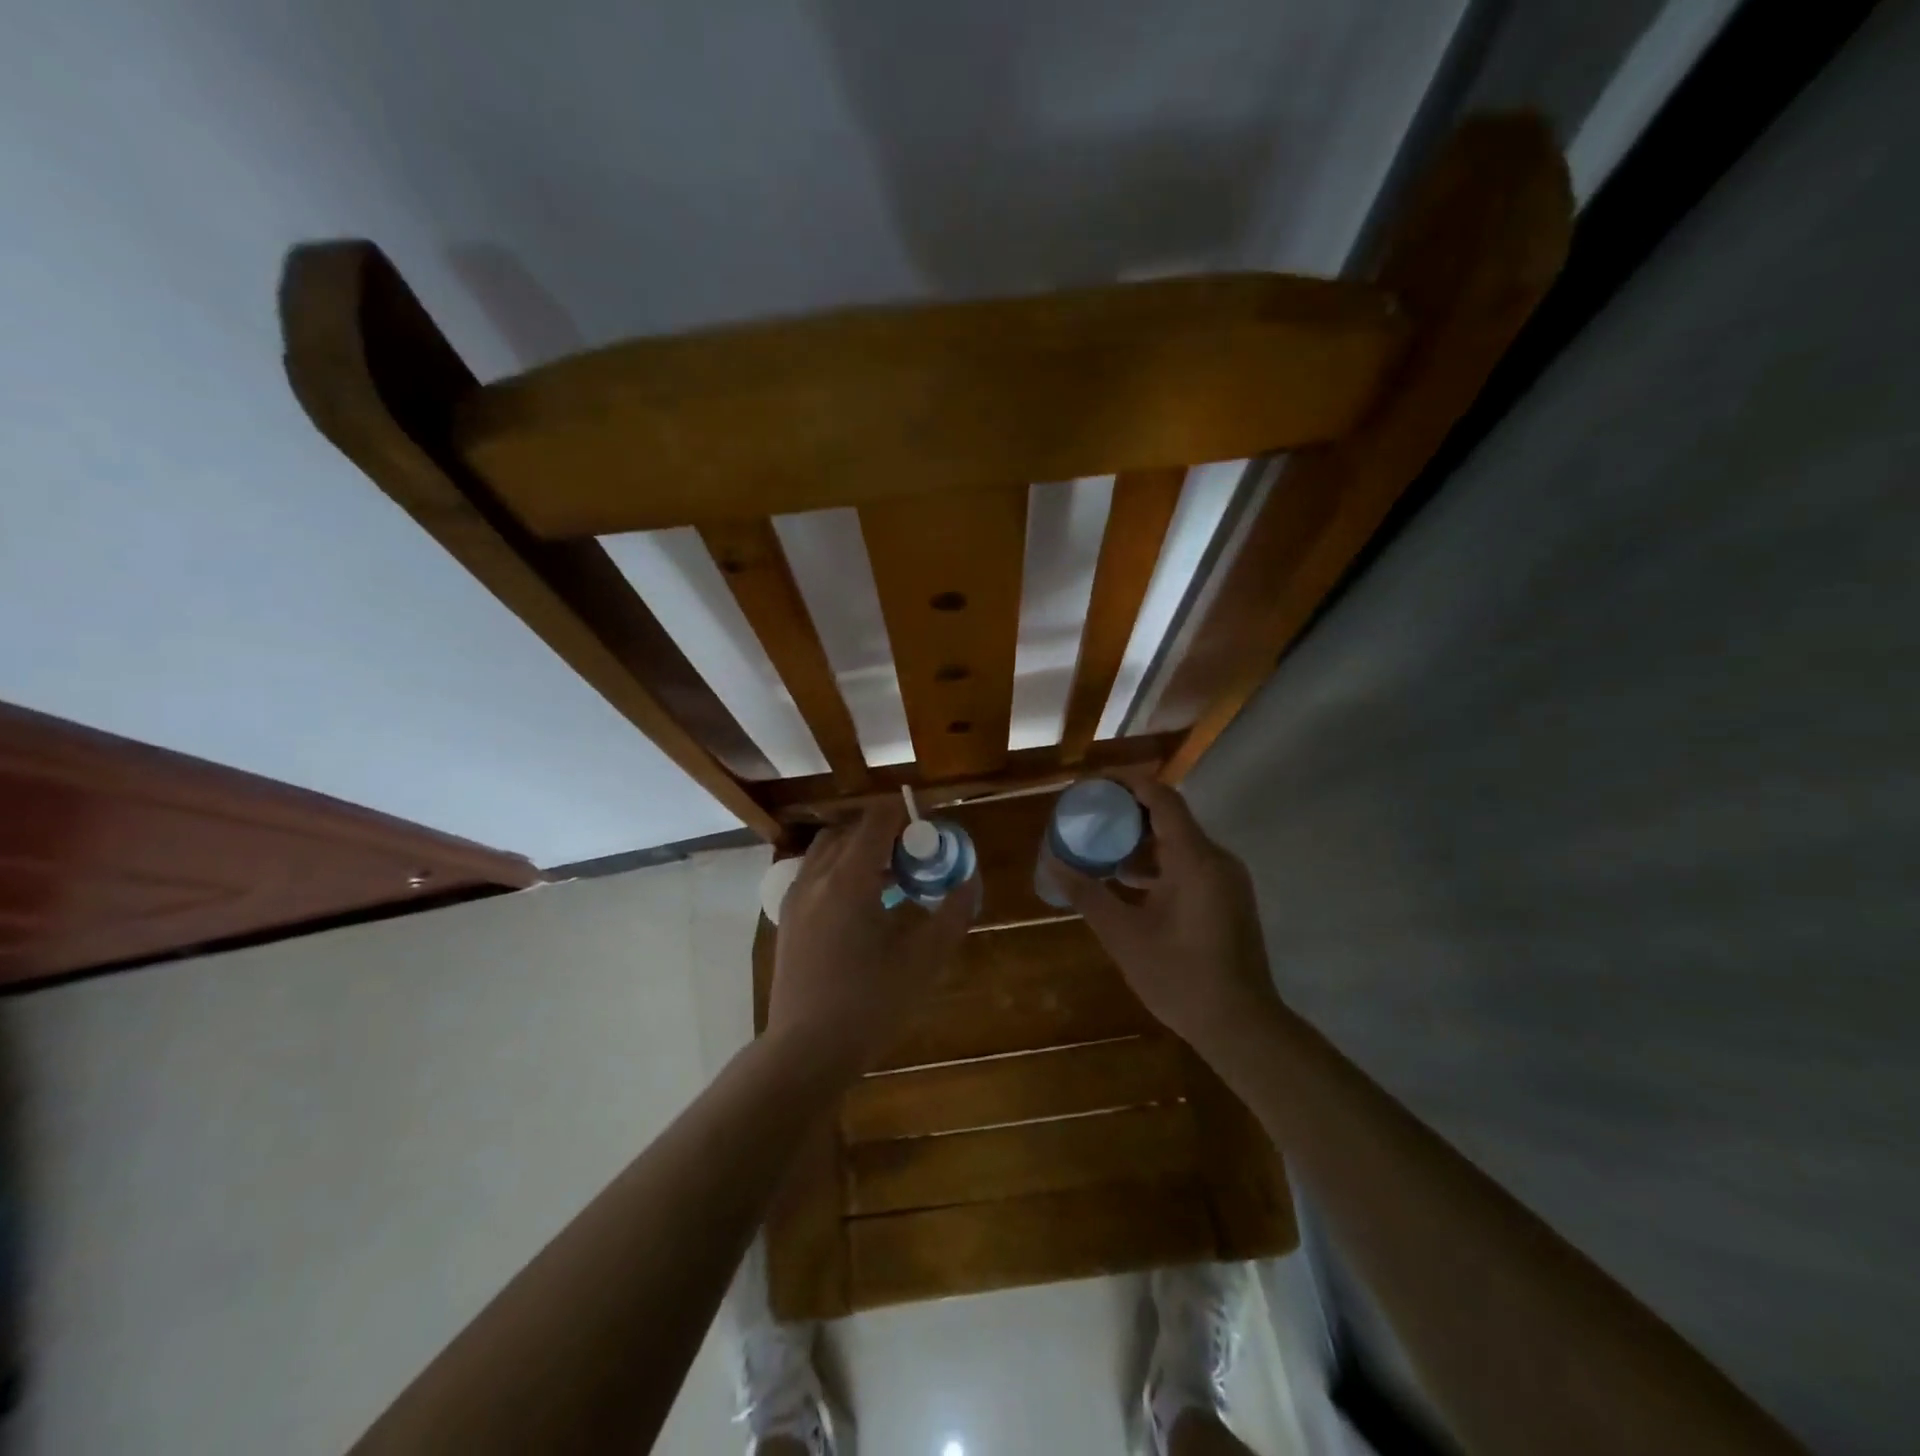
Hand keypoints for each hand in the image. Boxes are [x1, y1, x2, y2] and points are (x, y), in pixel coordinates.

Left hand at [767, 804, 978, 1083]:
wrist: (806, 1050)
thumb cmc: (871, 1002)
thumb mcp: (925, 959)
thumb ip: (953, 913)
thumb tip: (970, 880)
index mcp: (849, 878)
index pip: (877, 820)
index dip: (906, 814)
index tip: (929, 829)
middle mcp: (816, 877)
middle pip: (850, 831)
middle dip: (884, 832)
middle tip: (914, 855)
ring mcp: (796, 897)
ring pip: (828, 851)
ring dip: (859, 850)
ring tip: (889, 878)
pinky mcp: (787, 919)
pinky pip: (814, 874)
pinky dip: (839, 870)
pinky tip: (861, 906)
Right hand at [1047, 780, 1279, 1051]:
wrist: (1242, 1026)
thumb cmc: (1181, 979)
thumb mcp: (1124, 936)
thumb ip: (1087, 895)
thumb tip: (1052, 864)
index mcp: (1195, 860)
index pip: (1161, 798)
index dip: (1127, 783)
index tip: (1092, 785)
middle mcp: (1217, 859)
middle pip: (1170, 816)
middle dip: (1127, 812)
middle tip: (1089, 816)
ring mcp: (1226, 879)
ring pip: (1179, 842)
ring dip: (1141, 840)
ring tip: (1100, 847)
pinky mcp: (1228, 898)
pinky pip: (1189, 864)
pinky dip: (1157, 863)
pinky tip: (1127, 882)